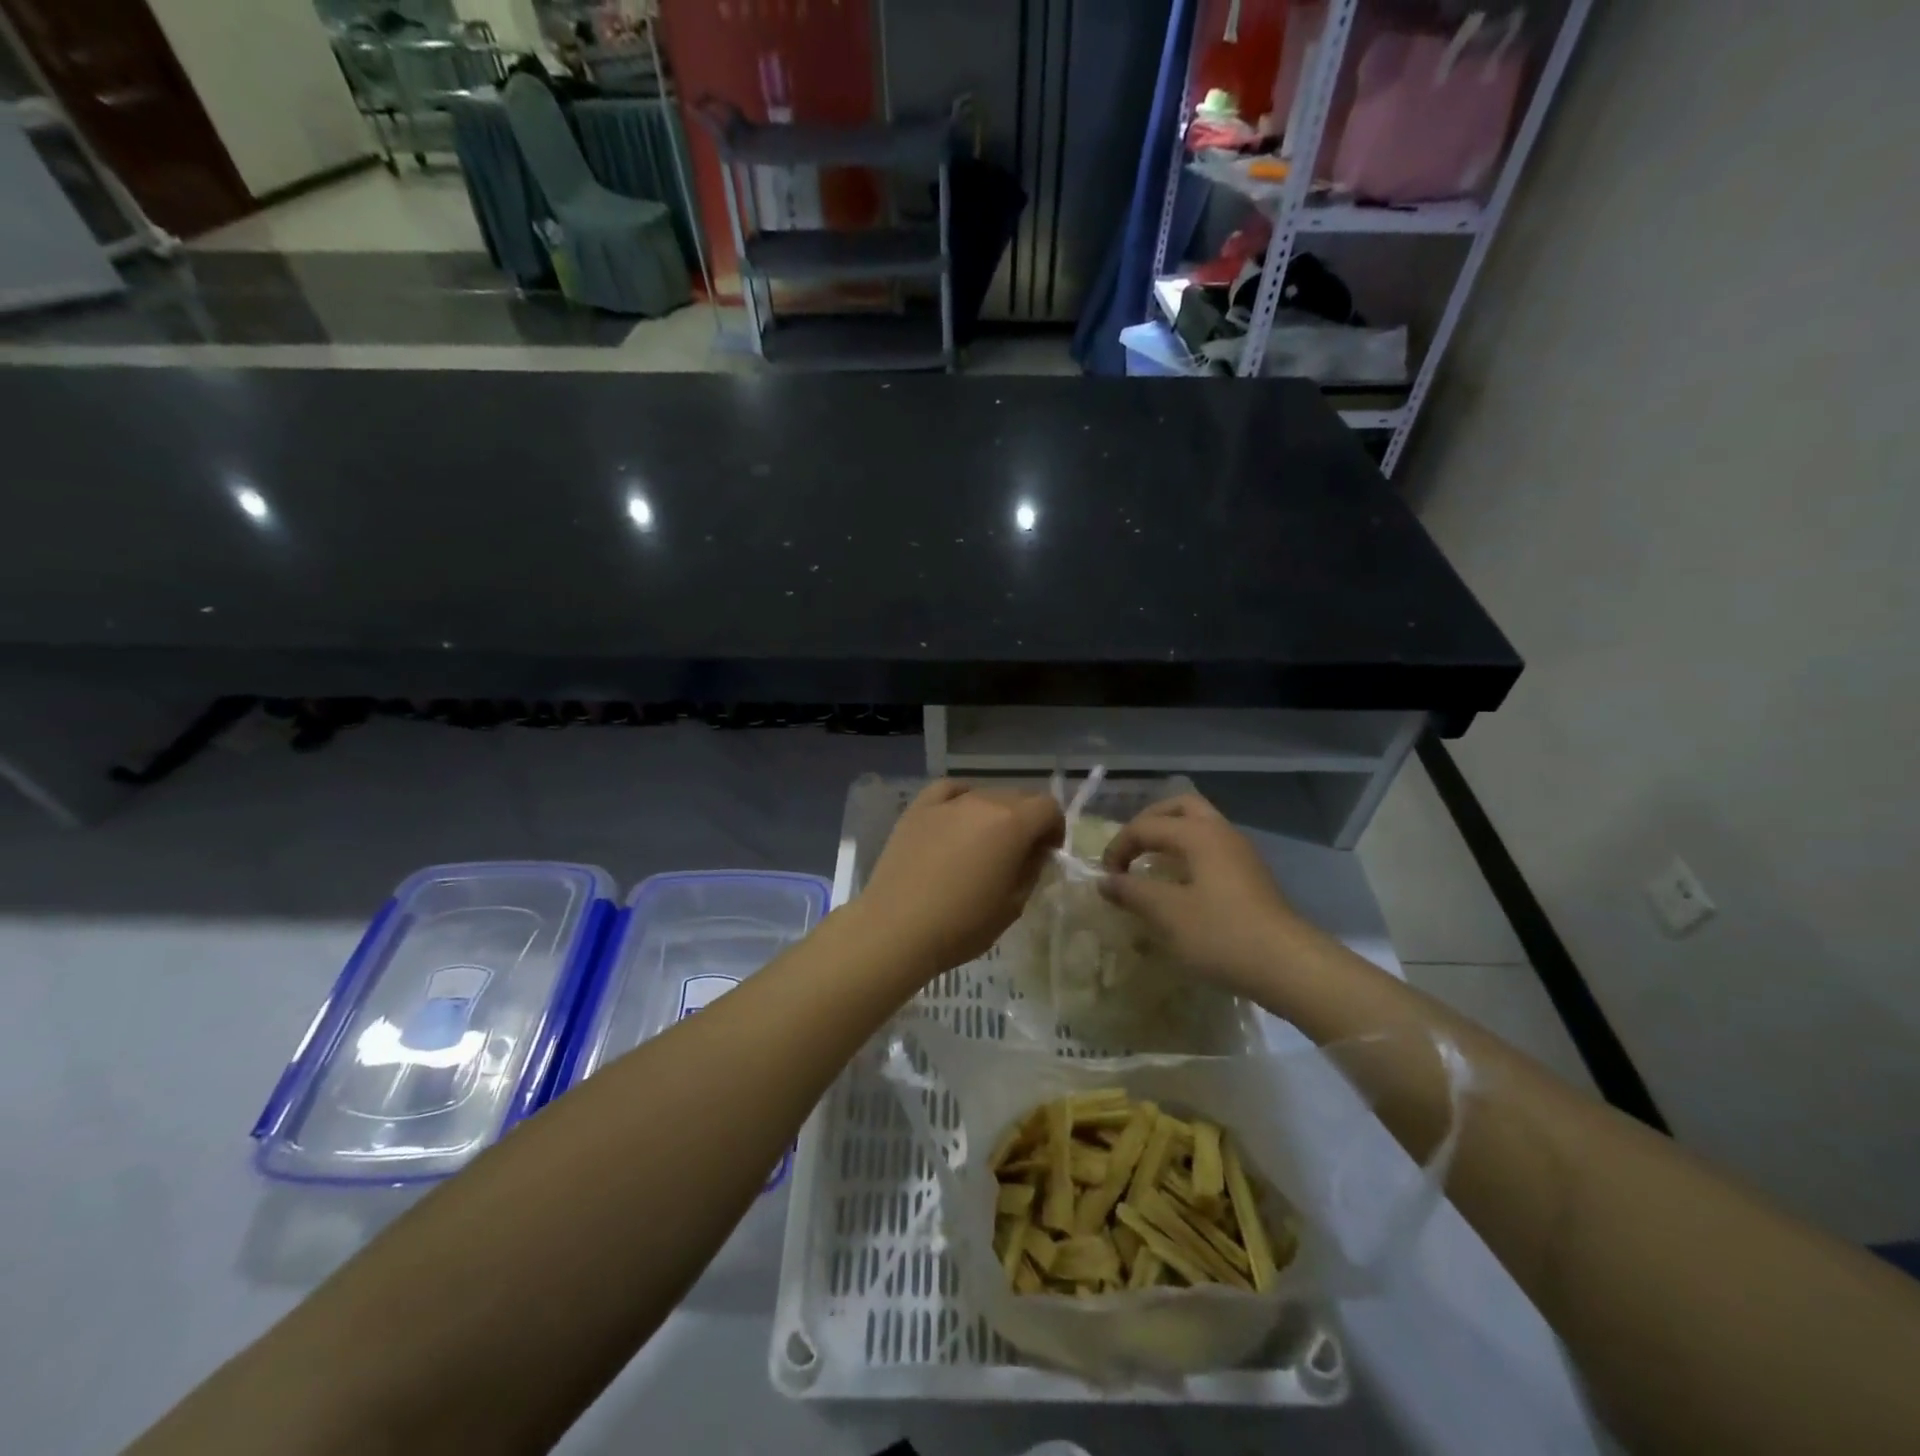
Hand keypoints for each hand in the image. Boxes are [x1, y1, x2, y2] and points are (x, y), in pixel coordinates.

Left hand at [858, 781, 1064, 972]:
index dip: (1055, 828)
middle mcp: (982, 802)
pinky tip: (957, 818)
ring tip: (984, 842)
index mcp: (1012, 824)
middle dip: (1027, 819)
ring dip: (995, 813)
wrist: (896, 929)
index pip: (1048, 807)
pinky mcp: (917, 809)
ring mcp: (947, 802)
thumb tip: (1034, 851)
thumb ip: (1031, 870)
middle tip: (1019, 852)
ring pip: (984, 794)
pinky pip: (948, 791)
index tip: (1047, 853)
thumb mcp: (1013, 905)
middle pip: (1018, 796)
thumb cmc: (961, 925)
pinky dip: (961, 799)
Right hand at [1100, 793, 1311, 996]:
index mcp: (1198, 834)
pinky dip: (1187, 852)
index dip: (1118, 847)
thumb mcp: (1167, 914)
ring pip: (1199, 825)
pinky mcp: (1250, 875)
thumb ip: (1131, 892)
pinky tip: (1179, 882)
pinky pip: (1211, 847)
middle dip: (1148, 822)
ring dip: (1170, 836)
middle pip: (1179, 807)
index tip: (1105, 877)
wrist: (1288, 965)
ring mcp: (1240, 852)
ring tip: (1149, 863)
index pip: (1145, 826)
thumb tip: (1104, 881)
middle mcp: (1220, 832)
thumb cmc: (1221, 934)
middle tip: (1129, 849)